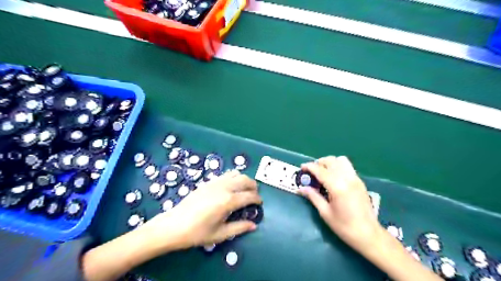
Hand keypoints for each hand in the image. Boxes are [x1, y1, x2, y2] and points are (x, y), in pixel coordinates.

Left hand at [136, 170, 262, 253]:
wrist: (173, 225)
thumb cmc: (197, 232)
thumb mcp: (220, 234)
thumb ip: (239, 228)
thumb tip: (254, 225)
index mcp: (228, 201)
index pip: (249, 196)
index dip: (257, 199)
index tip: (260, 204)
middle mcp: (224, 187)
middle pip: (245, 180)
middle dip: (253, 186)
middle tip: (254, 195)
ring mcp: (215, 182)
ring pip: (236, 174)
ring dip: (244, 180)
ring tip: (244, 190)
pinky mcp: (208, 181)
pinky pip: (226, 174)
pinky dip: (234, 178)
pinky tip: (231, 187)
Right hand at [297, 156, 383, 250]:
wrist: (368, 234)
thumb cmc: (344, 226)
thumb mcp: (325, 212)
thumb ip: (313, 196)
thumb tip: (300, 188)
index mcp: (337, 186)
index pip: (320, 170)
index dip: (309, 166)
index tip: (302, 167)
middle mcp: (347, 178)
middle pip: (331, 161)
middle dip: (319, 163)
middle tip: (311, 172)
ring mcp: (355, 178)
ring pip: (341, 160)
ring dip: (330, 162)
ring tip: (323, 172)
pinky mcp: (360, 181)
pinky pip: (347, 167)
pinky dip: (338, 166)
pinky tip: (334, 178)